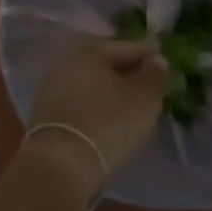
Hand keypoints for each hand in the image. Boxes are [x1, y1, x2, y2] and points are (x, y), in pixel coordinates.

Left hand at [24, 37, 167, 193]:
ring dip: (112, 90)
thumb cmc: (108, 123)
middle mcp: (67, 62)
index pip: (130, 46)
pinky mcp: (46, 115)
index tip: (165, 58)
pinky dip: (97, 106)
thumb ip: (155, 74)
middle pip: (107, 63)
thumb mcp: (144, 98)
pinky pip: (81, 103)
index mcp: (90, 50)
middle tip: (150, 81)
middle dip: (129, 70)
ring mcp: (52, 88)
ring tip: (132, 103)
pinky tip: (109, 117)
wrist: (60, 164)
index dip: (151, 53)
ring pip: (93, 83)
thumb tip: (156, 59)